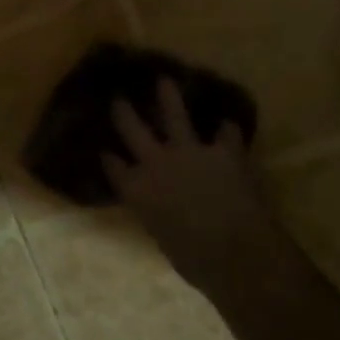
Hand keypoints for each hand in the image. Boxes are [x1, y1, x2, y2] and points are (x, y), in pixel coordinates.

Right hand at [104, 79, 272, 294]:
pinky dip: (226, 131)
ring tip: (165, 81)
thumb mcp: (161, 237)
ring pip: (174, 115)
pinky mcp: (223, 151)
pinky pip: (225, 133)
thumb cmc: (192, 259)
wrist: (234, 252)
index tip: (104, 150)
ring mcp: (189, 152)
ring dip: (169, 97)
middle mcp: (155, 163)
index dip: (109, 157)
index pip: (113, 166)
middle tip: (119, 98)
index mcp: (135, 190)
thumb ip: (157, 214)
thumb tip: (163, 211)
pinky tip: (227, 125)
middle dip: (124, 112)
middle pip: (132, 129)